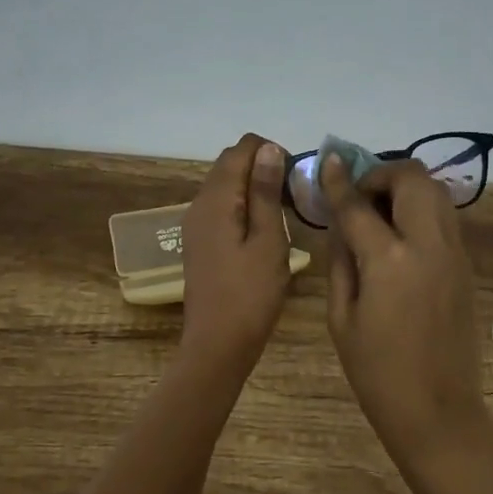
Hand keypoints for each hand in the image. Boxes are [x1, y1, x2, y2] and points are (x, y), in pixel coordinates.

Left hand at [177, 133, 292, 378]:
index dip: (271, 152)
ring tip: (285, 211)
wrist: (218, 345)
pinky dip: (244, 205)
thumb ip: (265, 191)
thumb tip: (268, 148)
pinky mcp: (200, 241)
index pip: (241, 149)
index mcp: (216, 199)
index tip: (296, 178)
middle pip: (230, 164)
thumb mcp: (268, 240)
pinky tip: (265, 229)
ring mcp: (196, 224)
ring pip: (226, 186)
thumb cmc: (250, 294)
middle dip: (263, 167)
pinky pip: (222, 207)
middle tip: (294, 195)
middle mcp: (199, 204)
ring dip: (255, 187)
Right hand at [321, 154, 488, 467]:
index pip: (359, 205)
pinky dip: (421, 208)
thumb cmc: (377, 373)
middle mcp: (429, 245)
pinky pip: (444, 217)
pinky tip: (400, 233)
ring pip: (436, 192)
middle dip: (383, 174)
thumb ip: (340, 260)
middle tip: (360, 195)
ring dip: (406, 187)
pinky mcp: (466, 265)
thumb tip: (340, 222)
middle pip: (413, 178)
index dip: (340, 180)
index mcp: (390, 261)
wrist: (438, 411)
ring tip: (380, 211)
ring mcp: (454, 253)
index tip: (329, 160)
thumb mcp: (341, 317)